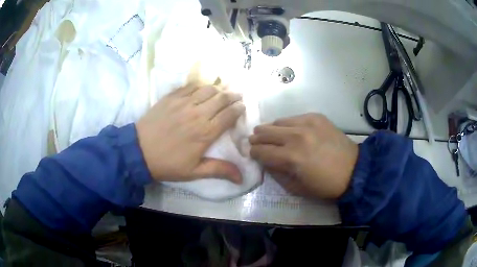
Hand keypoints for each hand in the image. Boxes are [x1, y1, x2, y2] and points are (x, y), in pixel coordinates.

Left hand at [136, 84, 244, 182]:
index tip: (242, 107)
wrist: (139, 152)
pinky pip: (189, 86)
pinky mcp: (170, 98)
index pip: (229, 115)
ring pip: (207, 89)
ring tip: (222, 92)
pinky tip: (201, 88)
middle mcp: (197, 113)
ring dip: (218, 89)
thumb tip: (241, 177)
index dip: (238, 109)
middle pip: (221, 98)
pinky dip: (199, 86)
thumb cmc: (168, 164)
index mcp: (206, 132)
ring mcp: (183, 103)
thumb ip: (219, 170)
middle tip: (237, 96)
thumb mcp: (194, 172)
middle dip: (233, 96)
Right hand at [249, 113, 357, 198]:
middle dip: (257, 138)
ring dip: (270, 129)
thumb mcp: (297, 188)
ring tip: (270, 134)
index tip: (252, 154)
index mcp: (291, 158)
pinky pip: (294, 117)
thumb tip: (265, 161)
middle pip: (265, 132)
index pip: (261, 151)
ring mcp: (307, 123)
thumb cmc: (325, 185)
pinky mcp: (317, 117)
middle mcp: (296, 136)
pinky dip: (288, 124)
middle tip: (255, 142)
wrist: (353, 170)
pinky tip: (290, 131)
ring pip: (278, 122)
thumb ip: (277, 173)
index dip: (253, 153)